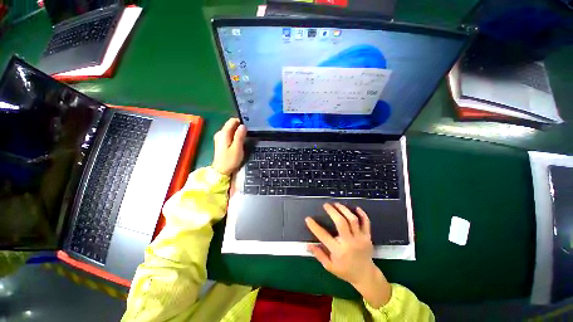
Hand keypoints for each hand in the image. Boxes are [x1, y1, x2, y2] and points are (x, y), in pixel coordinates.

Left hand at [212, 118, 246, 174]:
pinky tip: (240, 141)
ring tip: (246, 136)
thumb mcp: (237, 148)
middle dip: (240, 126)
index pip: (232, 121)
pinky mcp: (221, 142)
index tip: (249, 125)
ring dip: (238, 131)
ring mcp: (219, 138)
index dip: (241, 121)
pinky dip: (234, 135)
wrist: (221, 171)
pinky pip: (229, 135)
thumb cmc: (230, 160)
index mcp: (223, 133)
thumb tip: (243, 126)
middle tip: (249, 132)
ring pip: (230, 130)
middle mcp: (220, 133)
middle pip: (231, 125)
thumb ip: (240, 136)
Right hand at [306, 203, 391, 307]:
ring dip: (344, 210)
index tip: (308, 219)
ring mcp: (360, 239)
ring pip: (353, 220)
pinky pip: (366, 222)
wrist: (366, 276)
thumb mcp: (330, 266)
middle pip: (341, 222)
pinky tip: (355, 208)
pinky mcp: (368, 236)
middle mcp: (349, 243)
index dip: (314, 226)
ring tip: (337, 204)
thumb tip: (307, 245)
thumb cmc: (345, 271)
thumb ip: (319, 254)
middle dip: (332, 211)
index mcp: (338, 251)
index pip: (324, 236)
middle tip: (326, 205)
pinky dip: (362, 214)